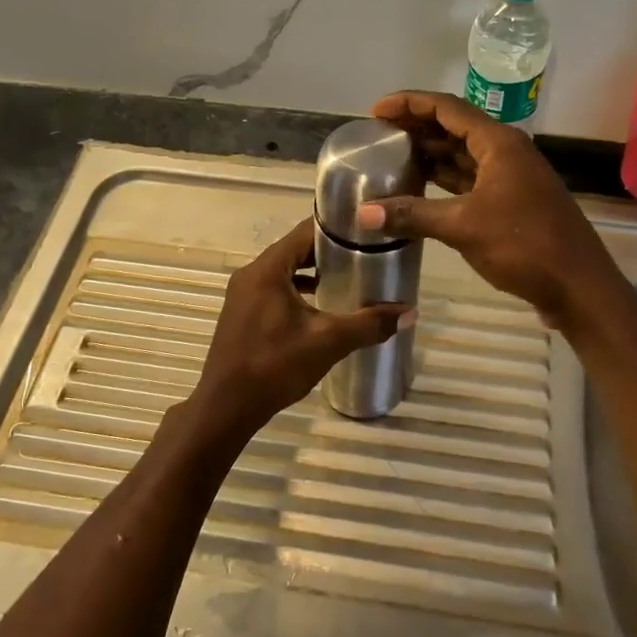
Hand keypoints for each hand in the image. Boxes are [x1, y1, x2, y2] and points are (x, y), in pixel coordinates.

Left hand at [184, 218, 411, 444]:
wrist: (226, 407)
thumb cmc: (274, 366)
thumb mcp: (328, 342)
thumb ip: (369, 324)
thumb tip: (410, 312)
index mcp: (267, 269)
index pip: (305, 232)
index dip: (337, 229)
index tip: (367, 231)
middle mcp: (251, 274)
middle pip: (295, 250)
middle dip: (329, 252)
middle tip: (366, 253)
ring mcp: (243, 294)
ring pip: (285, 271)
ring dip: (313, 272)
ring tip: (350, 277)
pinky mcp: (243, 314)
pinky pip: (275, 289)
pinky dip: (298, 290)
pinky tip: (322, 306)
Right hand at [362, 91, 621, 327]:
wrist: (578, 286)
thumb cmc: (524, 245)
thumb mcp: (463, 227)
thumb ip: (413, 215)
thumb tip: (363, 214)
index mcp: (498, 143)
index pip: (447, 108)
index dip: (410, 104)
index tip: (376, 111)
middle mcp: (506, 151)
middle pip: (455, 127)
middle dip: (417, 127)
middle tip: (379, 134)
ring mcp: (510, 177)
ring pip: (462, 155)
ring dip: (430, 154)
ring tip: (392, 156)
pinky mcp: (511, 202)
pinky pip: (470, 179)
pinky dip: (444, 180)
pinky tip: (420, 188)